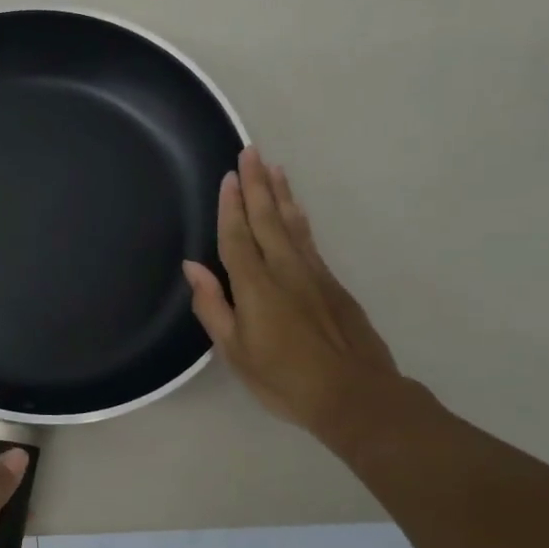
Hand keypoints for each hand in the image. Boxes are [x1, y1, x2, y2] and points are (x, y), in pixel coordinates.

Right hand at [183, 147, 404, 443]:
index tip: (228, 176)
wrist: (355, 396)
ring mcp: (313, 274)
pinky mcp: (332, 284)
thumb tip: (193, 267)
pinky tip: (295, 209)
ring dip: (280, 193)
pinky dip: (298, 218)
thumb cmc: (284, 379)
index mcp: (256, 286)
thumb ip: (213, 305)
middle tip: (250, 151)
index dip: (230, 206)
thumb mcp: (235, 351)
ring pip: (292, 223)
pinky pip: (309, 239)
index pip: (237, 236)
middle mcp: (285, 270)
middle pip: (267, 219)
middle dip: (257, 184)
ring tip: (274, 167)